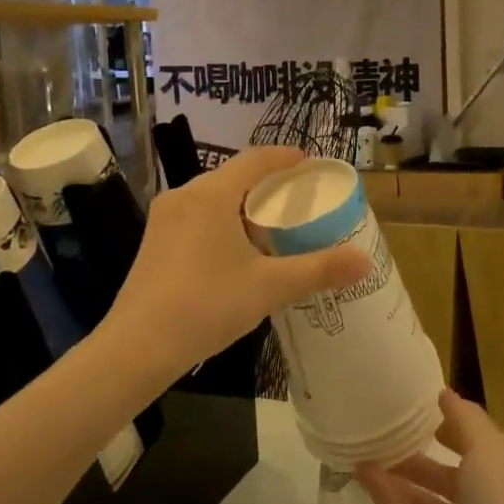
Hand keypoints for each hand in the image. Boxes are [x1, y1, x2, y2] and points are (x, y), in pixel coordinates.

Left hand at [107, 146, 369, 378]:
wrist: (138, 346)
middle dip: (266, 184)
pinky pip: (196, 217)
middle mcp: (184, 196)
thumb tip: (365, 261)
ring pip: (212, 198)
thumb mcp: (270, 287)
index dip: (285, 157)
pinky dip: (221, 222)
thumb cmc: (207, 304)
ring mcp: (164, 218)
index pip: (256, 159)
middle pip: (233, 176)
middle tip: (296, 202)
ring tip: (270, 228)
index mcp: (212, 194)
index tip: (309, 163)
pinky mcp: (153, 242)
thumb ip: (319, 270)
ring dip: (242, 205)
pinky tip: (234, 253)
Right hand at [359, 389, 503, 503]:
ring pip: (418, 493)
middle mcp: (478, 497)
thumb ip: (465, 420)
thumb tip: (443, 394)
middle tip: (377, 423)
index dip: (444, 418)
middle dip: (414, 447)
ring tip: (360, 444)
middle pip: (440, 467)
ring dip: (393, 470)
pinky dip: (383, 495)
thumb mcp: (491, 451)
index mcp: (499, 470)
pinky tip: (359, 472)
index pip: (469, 436)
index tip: (410, 398)